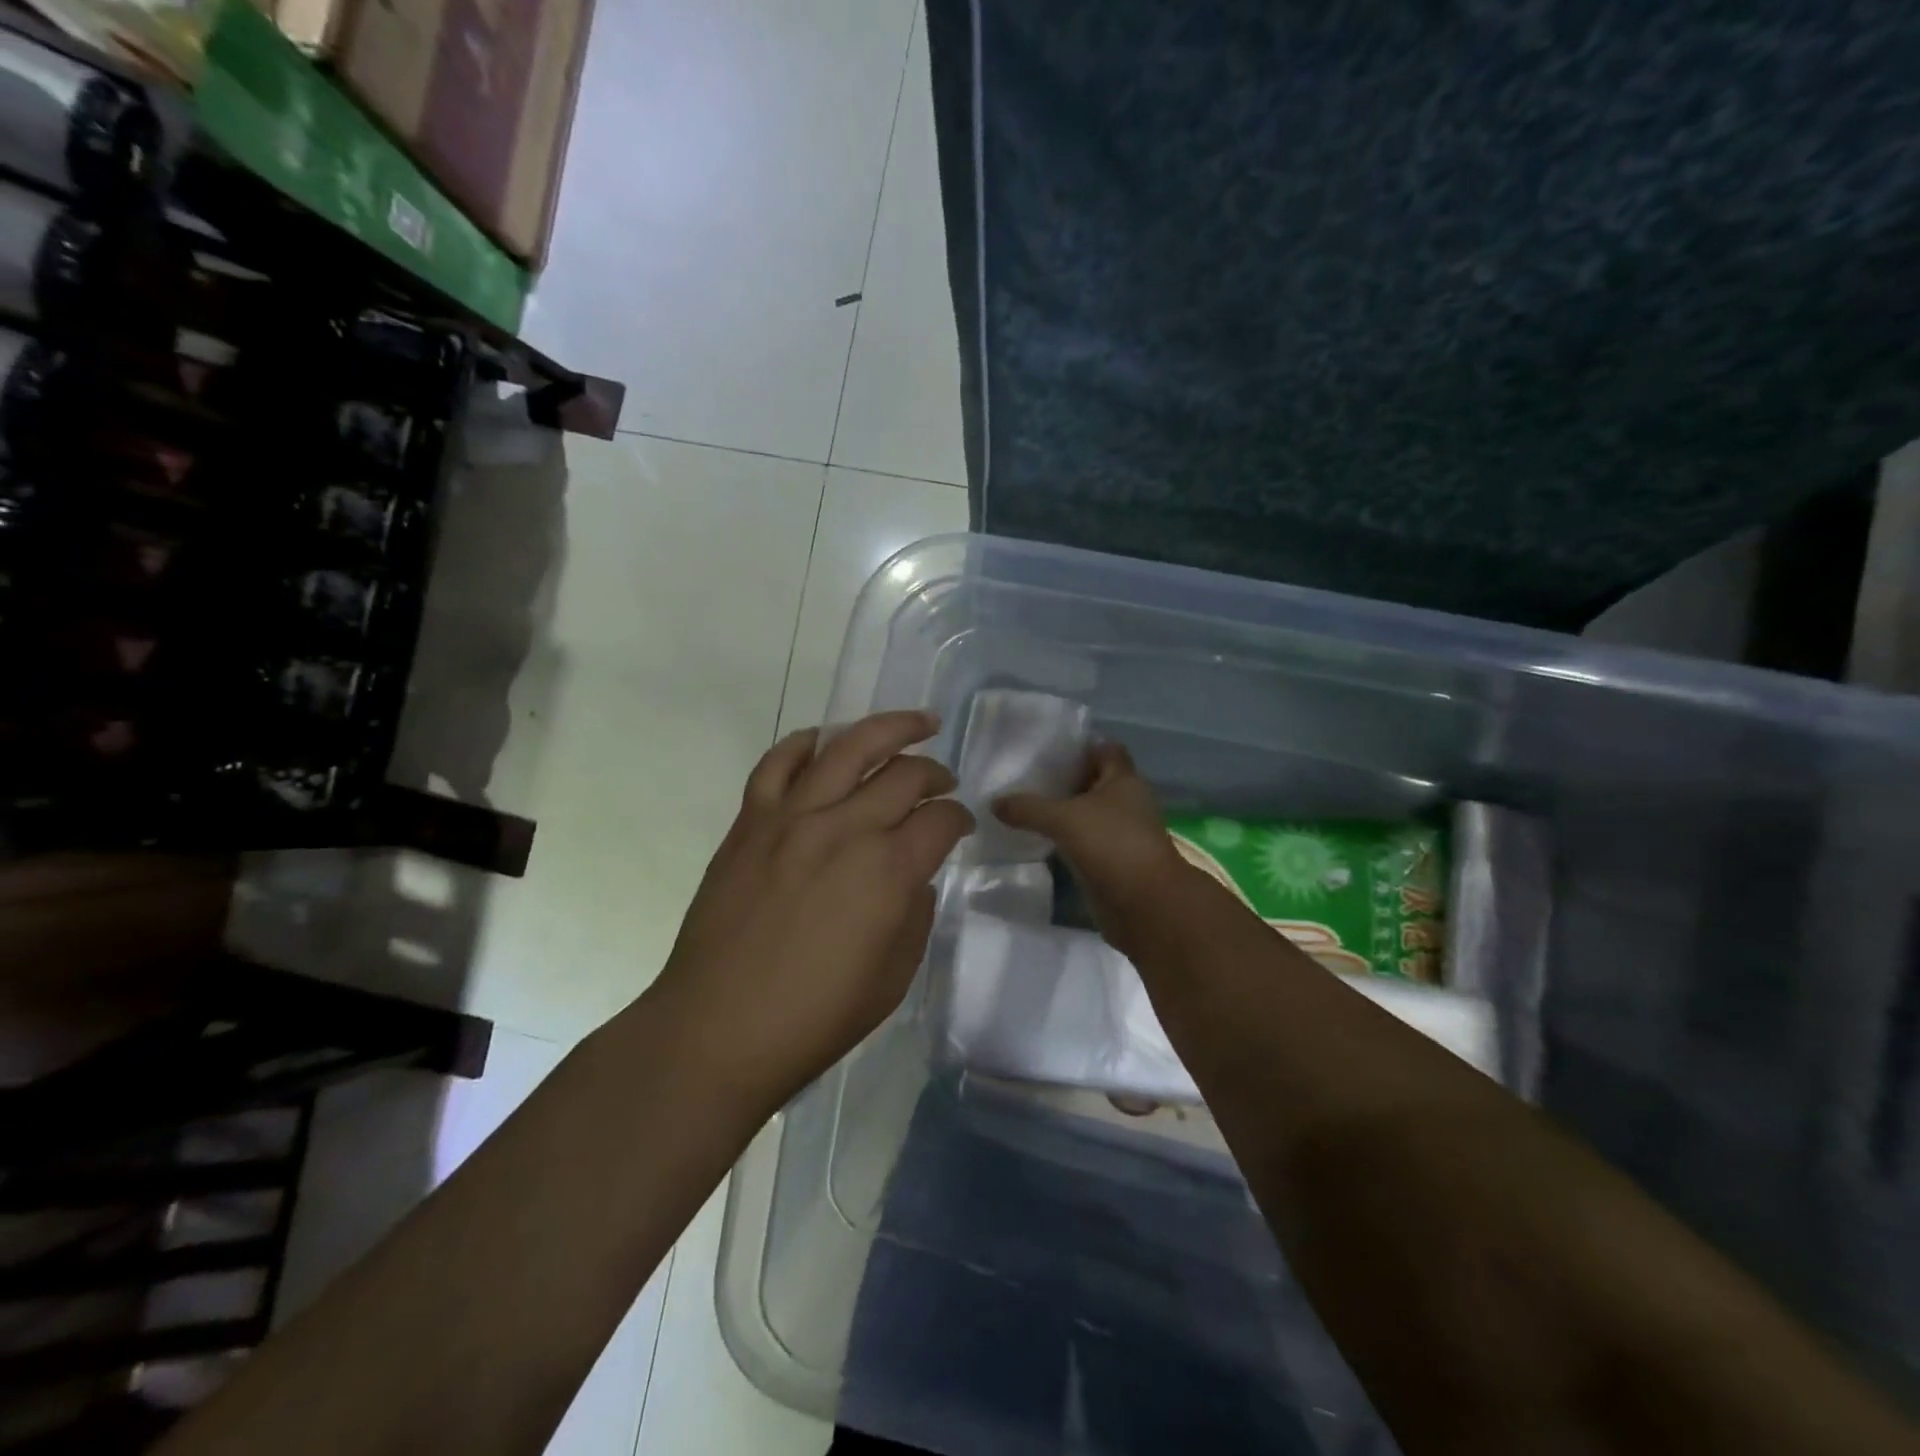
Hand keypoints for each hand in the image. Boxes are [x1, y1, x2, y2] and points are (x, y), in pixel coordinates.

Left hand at [650, 711, 972, 1109]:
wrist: (719, 1028)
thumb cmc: (815, 1017)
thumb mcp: (894, 977)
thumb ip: (915, 913)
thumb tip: (913, 874)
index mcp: (889, 871)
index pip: (941, 819)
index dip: (961, 818)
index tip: (961, 826)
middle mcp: (845, 828)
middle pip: (905, 773)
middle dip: (936, 772)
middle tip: (944, 781)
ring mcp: (792, 817)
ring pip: (849, 746)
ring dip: (891, 728)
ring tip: (916, 723)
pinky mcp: (751, 821)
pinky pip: (778, 762)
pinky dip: (807, 742)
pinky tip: (825, 741)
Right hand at [993, 741, 1188, 938]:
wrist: (1145, 905)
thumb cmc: (1111, 845)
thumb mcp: (1063, 819)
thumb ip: (1028, 808)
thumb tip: (994, 803)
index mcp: (1124, 780)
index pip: (1104, 749)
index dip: (1078, 746)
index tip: (1046, 749)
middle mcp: (1127, 802)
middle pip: (1094, 781)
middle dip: (1065, 779)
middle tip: (1027, 778)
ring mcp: (1122, 833)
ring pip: (1089, 813)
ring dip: (1064, 811)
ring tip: (1026, 806)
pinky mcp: (1114, 860)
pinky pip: (1086, 840)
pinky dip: (1067, 838)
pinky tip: (1040, 838)